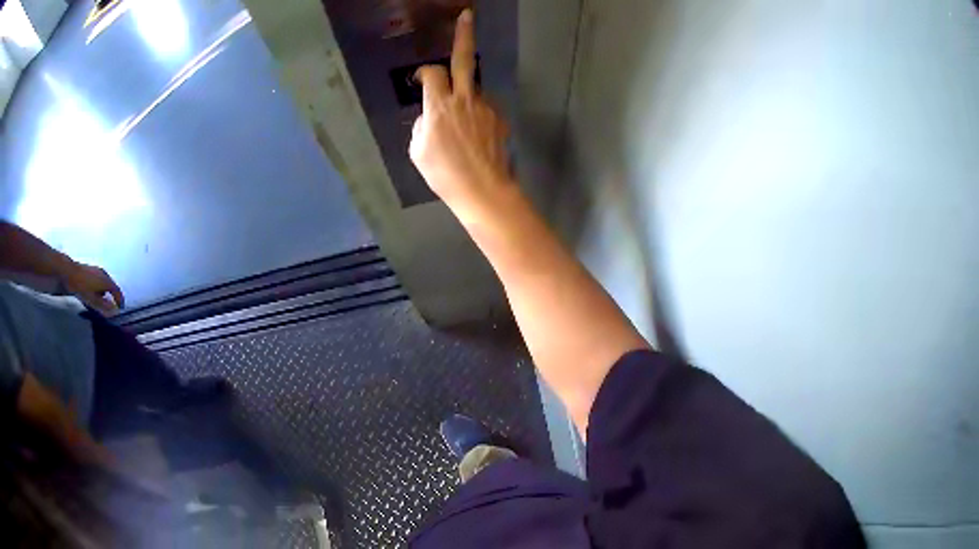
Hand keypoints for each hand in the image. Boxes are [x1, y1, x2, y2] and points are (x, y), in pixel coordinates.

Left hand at [61, 262, 124, 313]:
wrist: (69, 272)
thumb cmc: (82, 286)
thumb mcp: (93, 299)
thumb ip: (104, 306)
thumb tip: (114, 311)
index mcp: (106, 280)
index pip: (117, 291)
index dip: (120, 300)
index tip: (120, 309)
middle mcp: (104, 274)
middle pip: (111, 286)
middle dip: (112, 296)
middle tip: (111, 307)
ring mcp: (97, 270)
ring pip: (105, 283)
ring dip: (105, 293)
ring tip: (102, 302)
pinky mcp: (91, 270)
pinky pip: (99, 280)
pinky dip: (100, 288)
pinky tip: (94, 293)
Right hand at [410, 9, 513, 224]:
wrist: (482, 190)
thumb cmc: (444, 174)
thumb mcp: (418, 150)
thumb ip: (422, 125)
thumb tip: (430, 116)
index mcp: (439, 106)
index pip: (431, 74)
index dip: (424, 72)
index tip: (421, 77)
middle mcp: (465, 98)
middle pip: (463, 59)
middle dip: (464, 34)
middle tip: (467, 15)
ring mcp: (486, 107)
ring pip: (473, 91)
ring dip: (465, 99)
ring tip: (461, 131)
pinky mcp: (499, 118)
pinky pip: (483, 109)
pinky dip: (476, 117)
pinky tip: (475, 139)